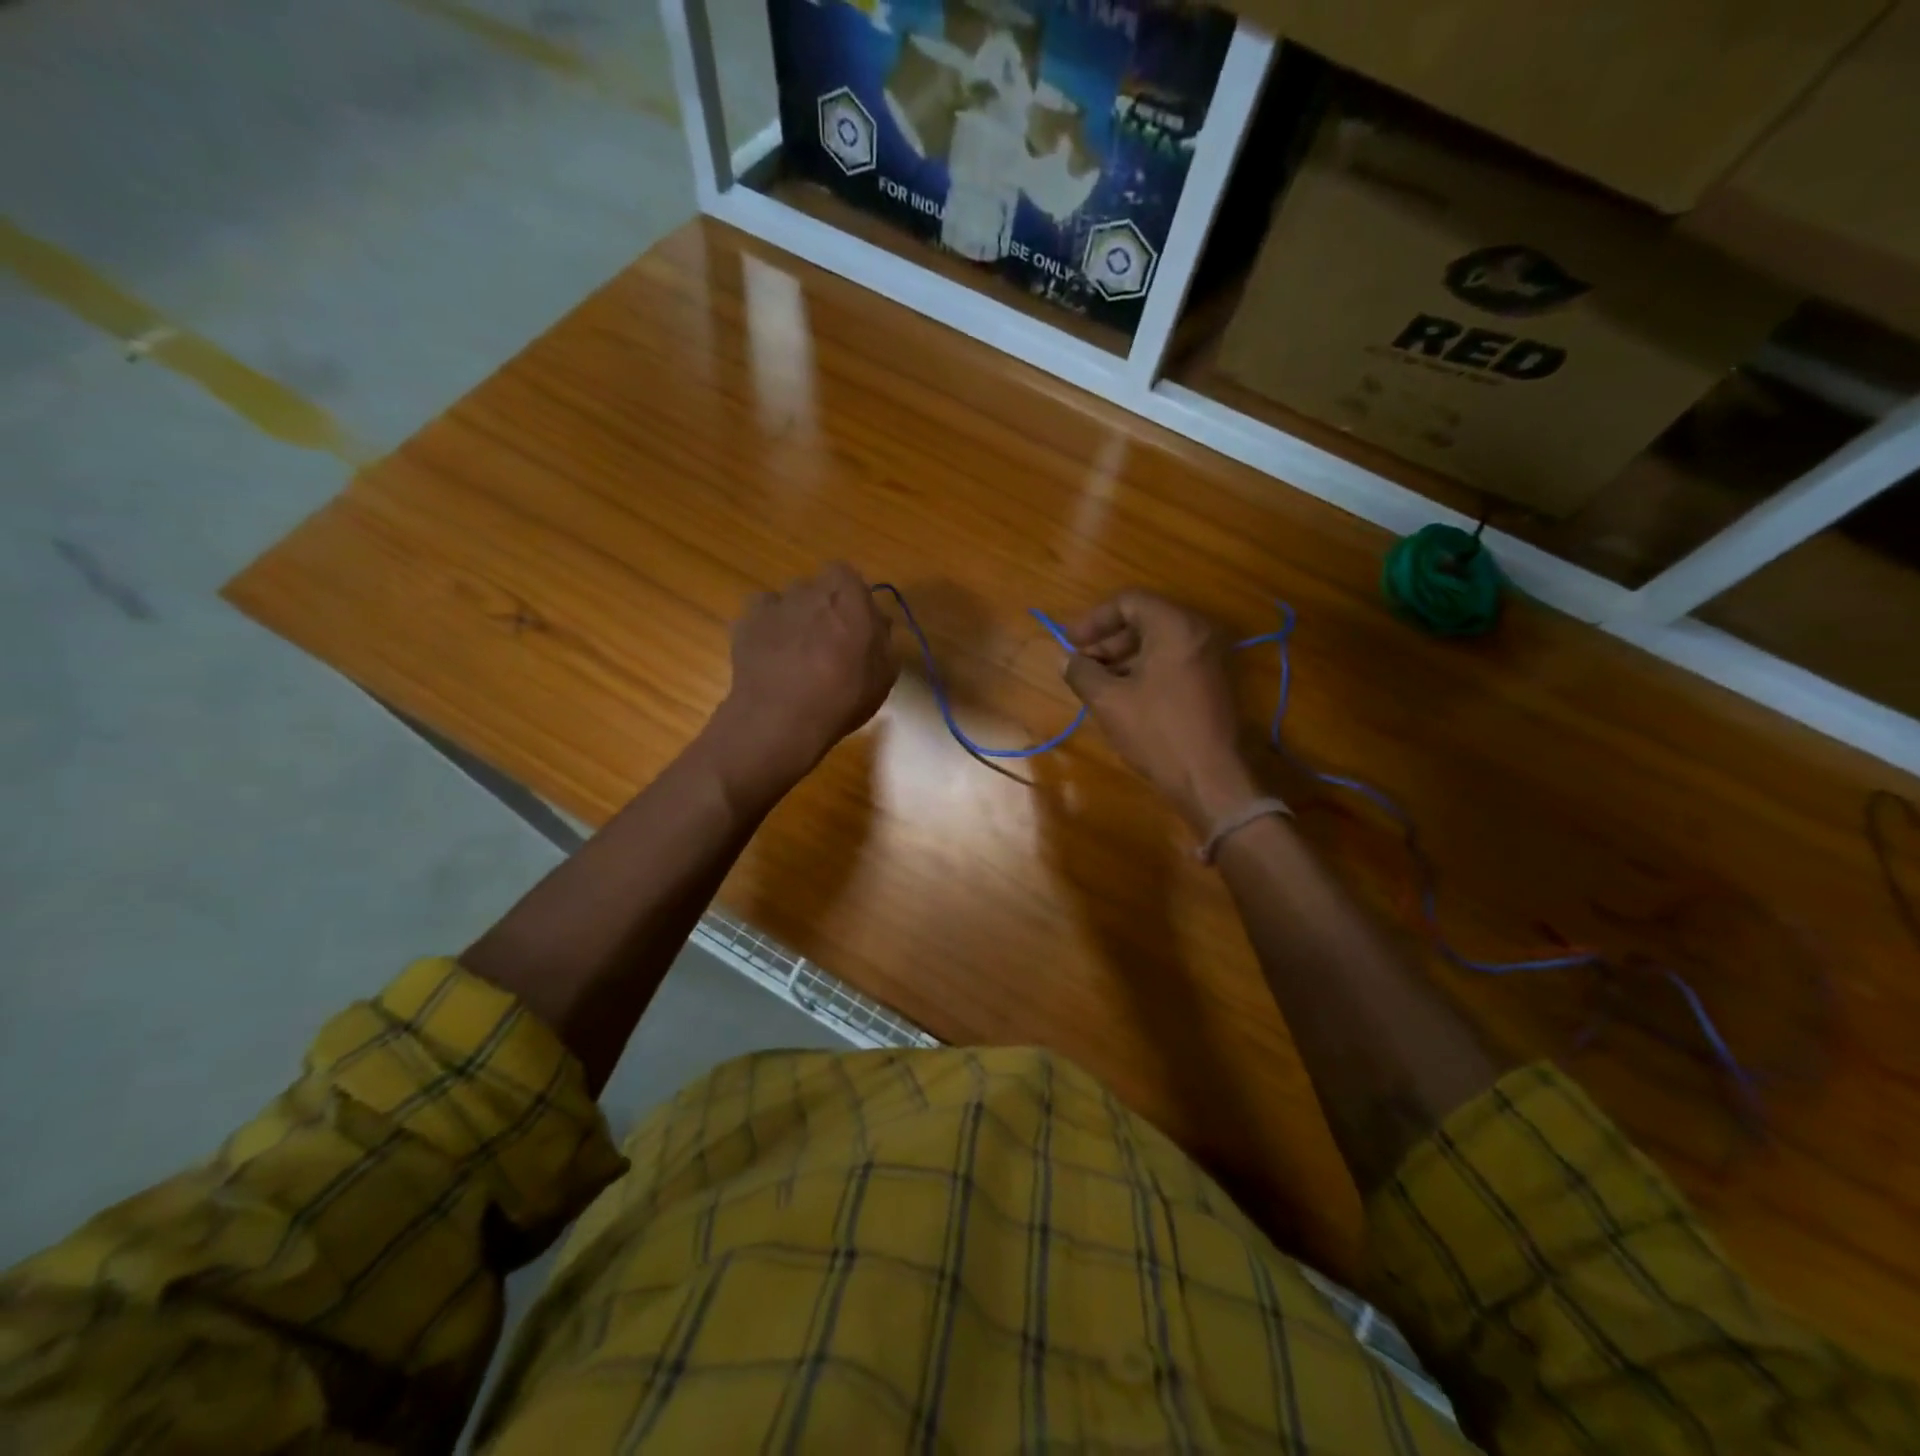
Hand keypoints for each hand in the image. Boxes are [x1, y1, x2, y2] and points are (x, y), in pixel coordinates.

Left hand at [705, 563, 898, 801]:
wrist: (781, 719)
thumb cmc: (842, 697)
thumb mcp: (884, 674)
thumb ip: (883, 639)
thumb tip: (877, 622)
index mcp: (847, 597)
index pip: (848, 575)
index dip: (851, 596)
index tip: (857, 623)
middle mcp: (809, 591)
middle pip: (818, 588)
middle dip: (824, 607)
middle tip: (830, 642)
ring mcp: (774, 605)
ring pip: (788, 600)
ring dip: (796, 617)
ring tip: (798, 652)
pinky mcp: (745, 623)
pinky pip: (761, 614)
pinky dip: (767, 627)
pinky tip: (772, 653)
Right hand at [1061, 590, 1258, 832]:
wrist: (1211, 778)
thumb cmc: (1158, 733)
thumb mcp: (1109, 701)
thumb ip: (1082, 672)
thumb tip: (1066, 660)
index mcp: (1175, 626)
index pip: (1128, 602)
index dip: (1093, 620)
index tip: (1069, 643)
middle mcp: (1199, 632)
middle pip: (1145, 619)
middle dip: (1107, 640)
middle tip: (1081, 665)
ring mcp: (1211, 656)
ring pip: (1158, 641)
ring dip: (1123, 656)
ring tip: (1097, 683)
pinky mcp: (1214, 680)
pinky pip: (1173, 660)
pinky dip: (1145, 668)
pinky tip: (1123, 694)